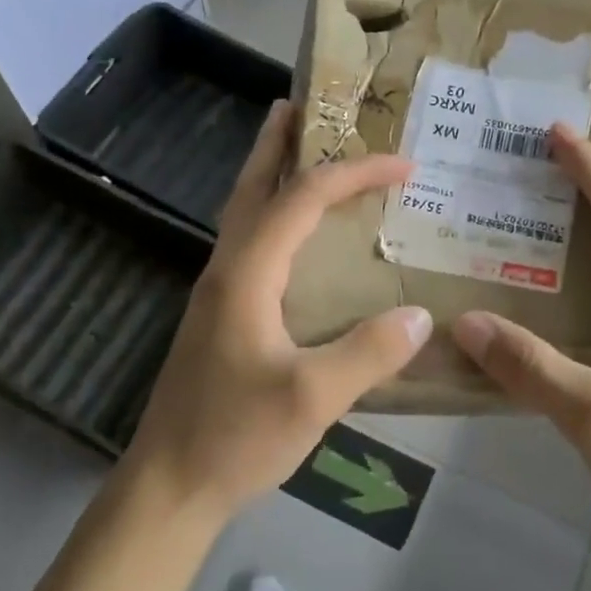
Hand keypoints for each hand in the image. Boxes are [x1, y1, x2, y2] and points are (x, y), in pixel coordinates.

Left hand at [125, 102, 433, 521]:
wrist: (169, 485)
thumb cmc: (234, 436)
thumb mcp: (312, 398)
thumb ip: (369, 353)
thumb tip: (420, 315)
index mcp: (247, 273)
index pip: (302, 198)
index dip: (353, 173)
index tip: (403, 164)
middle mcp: (227, 269)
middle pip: (252, 186)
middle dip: (277, 142)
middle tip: (305, 106)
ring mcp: (218, 292)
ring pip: (246, 215)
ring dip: (272, 176)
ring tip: (303, 154)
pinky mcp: (220, 317)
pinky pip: (252, 246)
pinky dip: (275, 219)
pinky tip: (297, 241)